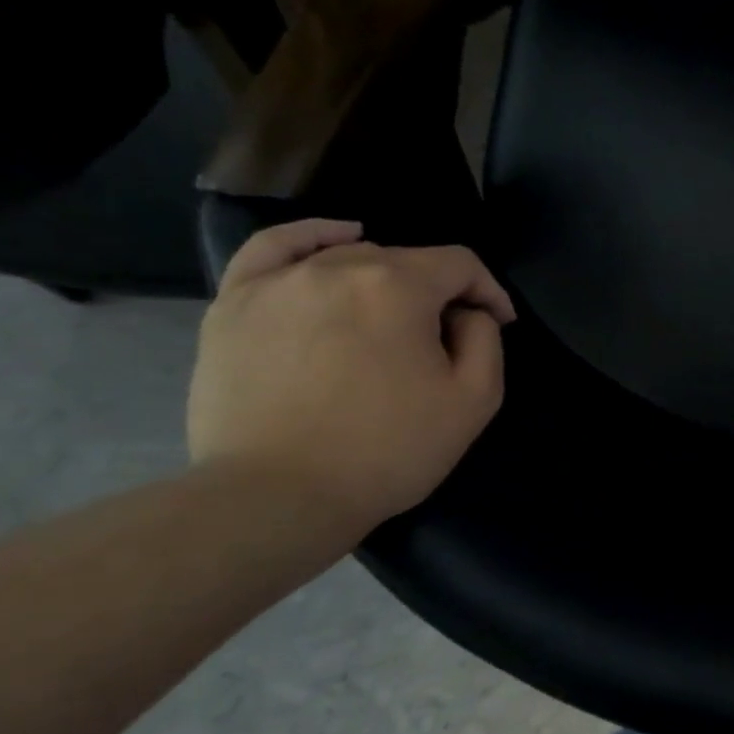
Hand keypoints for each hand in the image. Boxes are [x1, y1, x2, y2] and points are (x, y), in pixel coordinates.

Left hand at [188, 219, 515, 537]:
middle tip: (442, 344)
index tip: (498, 324)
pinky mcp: (234, 304)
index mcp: (399, 287)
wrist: (277, 497)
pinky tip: (338, 239)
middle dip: (437, 295)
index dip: (488, 291)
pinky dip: (312, 236)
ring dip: (385, 281)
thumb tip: (469, 312)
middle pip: (406, 262)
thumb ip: (486, 339)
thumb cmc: (387, 450)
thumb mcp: (473, 400)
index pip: (460, 265)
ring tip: (391, 319)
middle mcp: (338, 267)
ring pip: (349, 258)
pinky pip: (276, 248)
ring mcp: (279, 282)